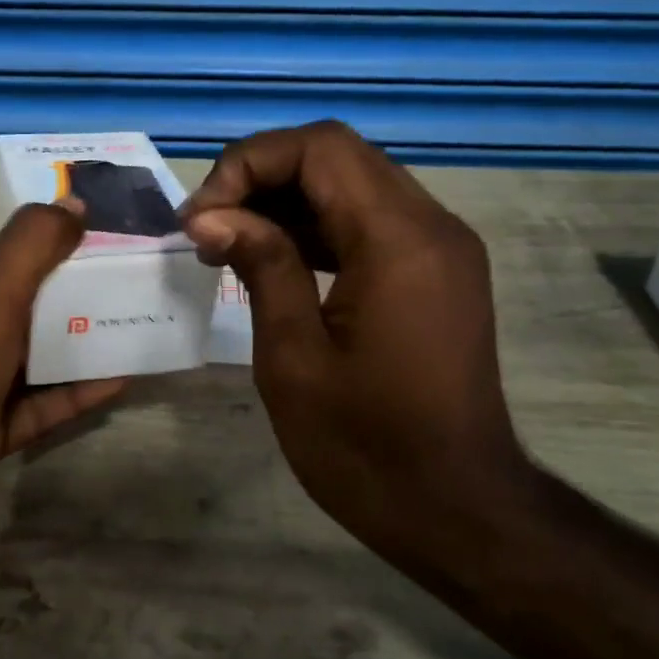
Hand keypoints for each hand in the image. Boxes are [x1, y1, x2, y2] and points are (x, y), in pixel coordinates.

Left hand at [0, 202, 126, 588]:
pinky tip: (120, 380)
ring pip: (29, 355)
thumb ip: (33, 242)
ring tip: (137, 329)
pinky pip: (34, 403)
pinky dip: (72, 392)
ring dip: (78, 345)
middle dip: (73, 297)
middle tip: (132, 288)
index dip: (50, 246)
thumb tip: (74, 206)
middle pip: (19, 302)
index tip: (104, 248)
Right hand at [180, 121, 527, 551]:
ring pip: (354, 185)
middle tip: (209, 228)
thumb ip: (260, 266)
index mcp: (399, 241)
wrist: (457, 510)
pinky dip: (319, 228)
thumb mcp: (294, 359)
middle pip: (338, 157)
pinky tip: (274, 260)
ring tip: (229, 245)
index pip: (320, 148)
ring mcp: (442, 249)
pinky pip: (372, 222)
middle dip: (262, 178)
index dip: (249, 163)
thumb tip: (210, 214)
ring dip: (287, 201)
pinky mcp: (439, 273)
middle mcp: (432, 226)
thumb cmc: (366, 448)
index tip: (202, 217)